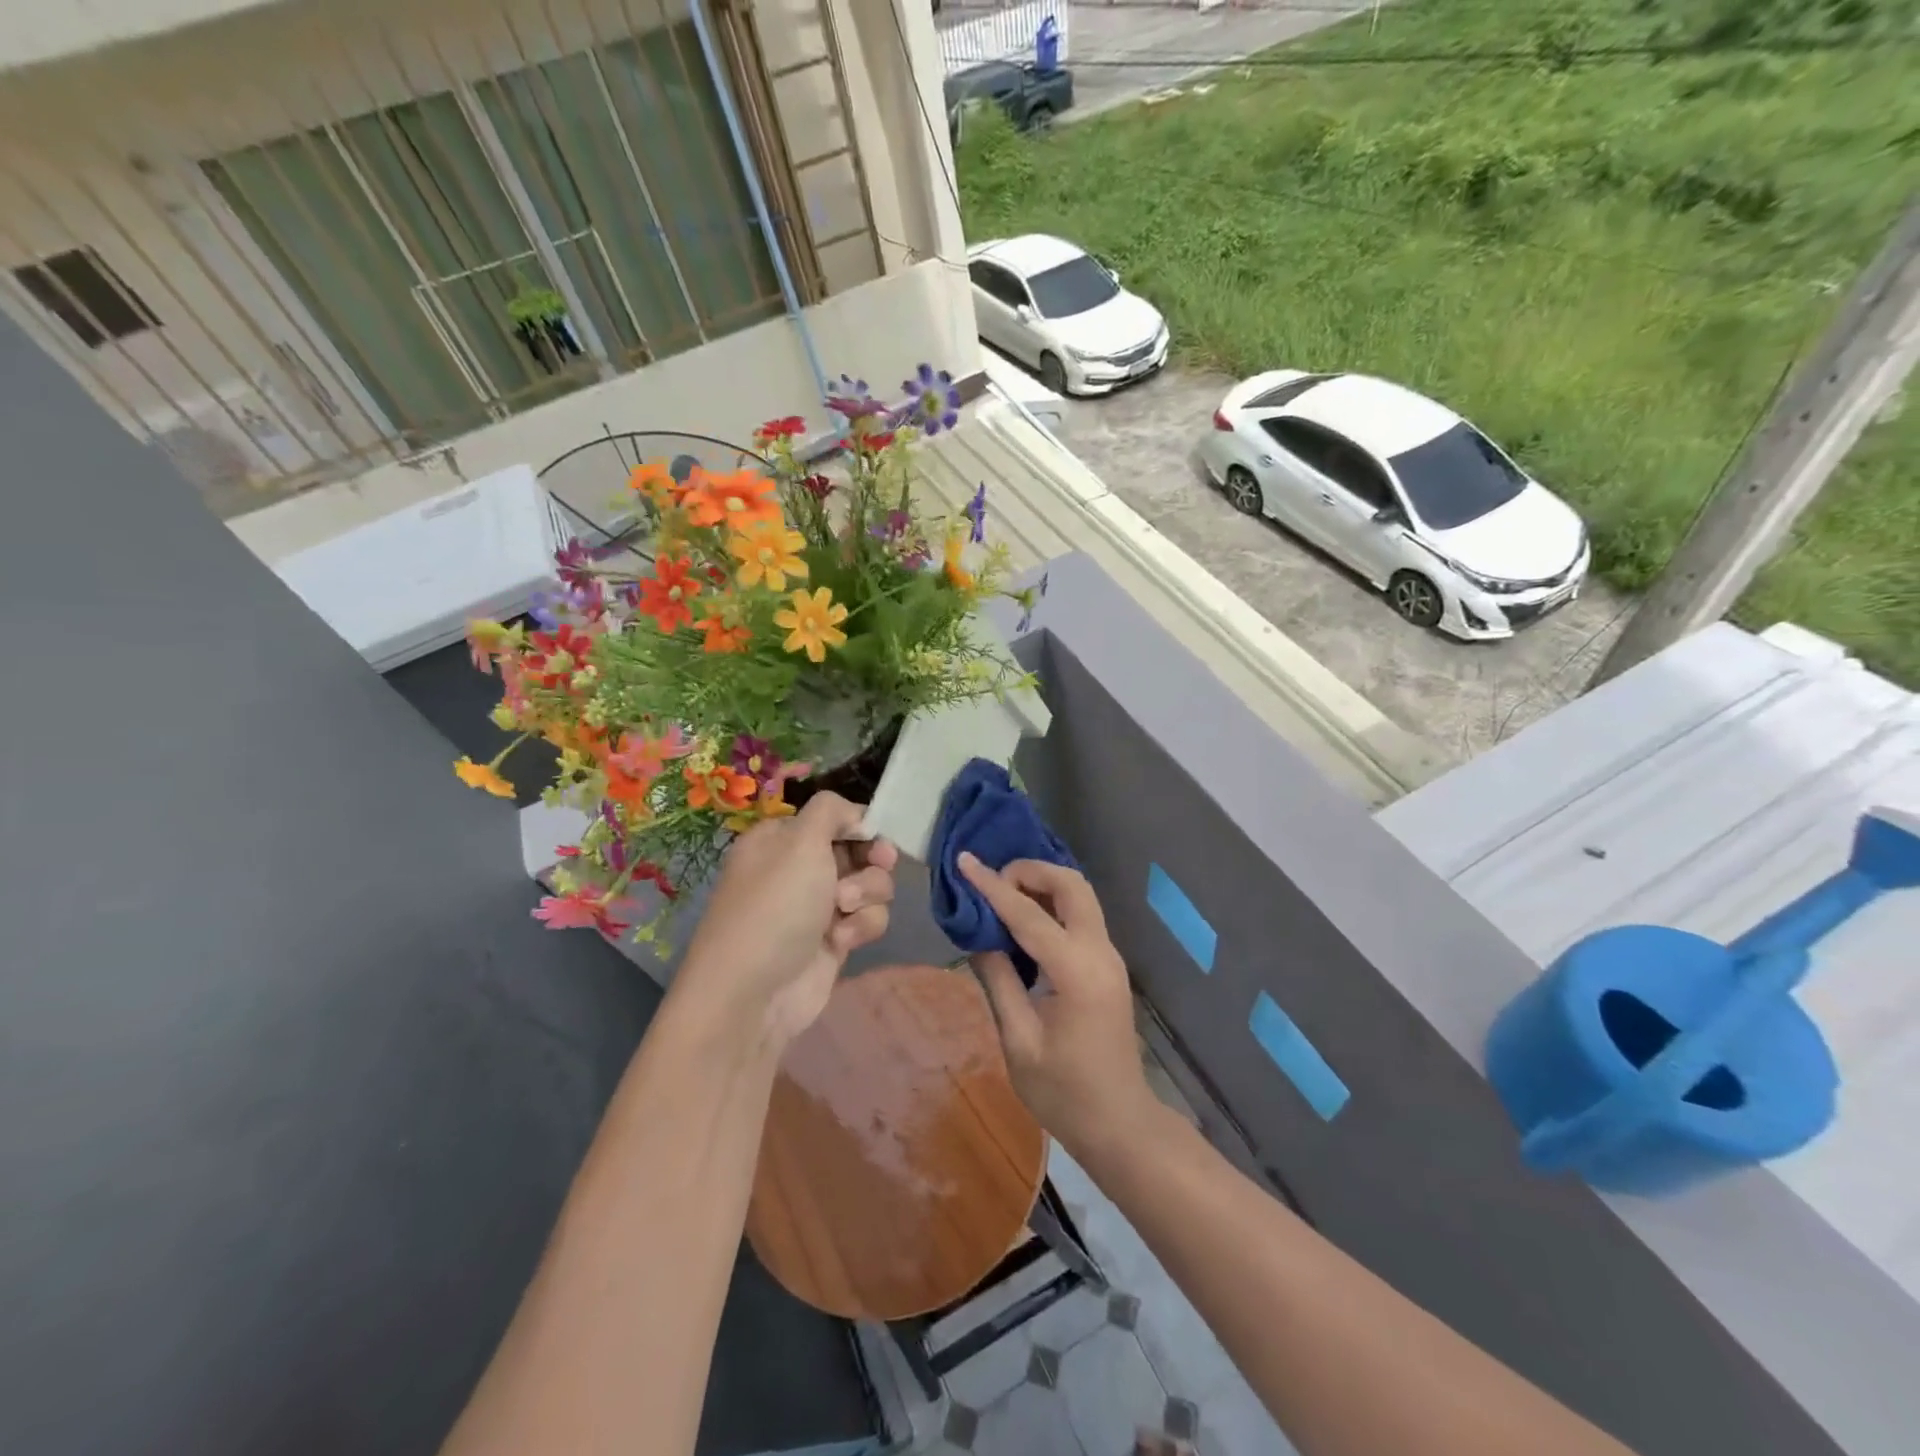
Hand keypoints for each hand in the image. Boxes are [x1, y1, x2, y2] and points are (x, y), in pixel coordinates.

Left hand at [677, 792, 898, 1052]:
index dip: (860, 824)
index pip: (834, 818)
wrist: (753, 993)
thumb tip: (853, 815)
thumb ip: (831, 811)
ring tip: (844, 909)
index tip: (875, 834)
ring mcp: (817, 906)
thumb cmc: (775, 906)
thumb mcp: (799, 840)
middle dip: (870, 860)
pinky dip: (861, 926)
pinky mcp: (834, 940)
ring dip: (867, 894)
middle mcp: (799, 869)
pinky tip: (841, 940)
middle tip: (878, 863)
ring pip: (870, 885)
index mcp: (782, 839)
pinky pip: (867, 919)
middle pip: (859, 850)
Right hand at [959, 853, 1156, 1155]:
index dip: (992, 886)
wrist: (1120, 1123)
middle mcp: (1100, 953)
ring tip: (1002, 896)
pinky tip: (1024, 920)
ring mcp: (1109, 957)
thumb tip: (977, 936)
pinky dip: (1052, 904)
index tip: (965, 861)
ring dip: (1043, 884)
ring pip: (1080, 896)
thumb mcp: (1019, 1040)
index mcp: (1077, 972)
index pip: (1028, 915)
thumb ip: (998, 980)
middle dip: (1031, 871)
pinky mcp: (1107, 965)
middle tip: (992, 882)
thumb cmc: (1064, 1093)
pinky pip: (1081, 916)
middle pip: (1072, 885)